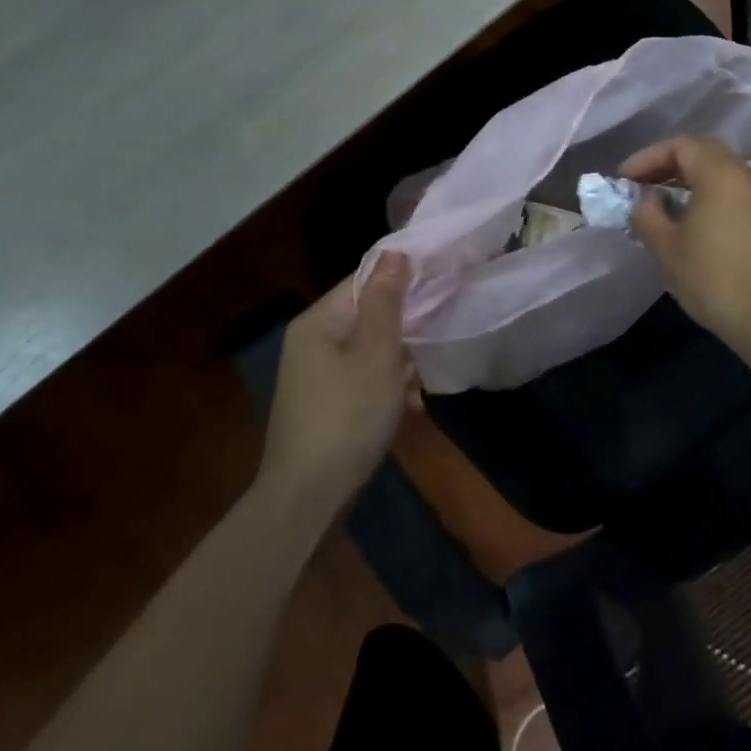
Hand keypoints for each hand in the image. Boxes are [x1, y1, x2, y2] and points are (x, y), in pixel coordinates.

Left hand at [257, 254, 413, 523]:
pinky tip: (411, 408)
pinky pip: (364, 378)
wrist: (306, 498)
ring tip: (422, 384)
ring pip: (371, 348)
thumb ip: (387, 302)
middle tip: (439, 337)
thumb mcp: (376, 355)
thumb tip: (395, 252)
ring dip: (401, 362)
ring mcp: (317, 374)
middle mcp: (313, 340)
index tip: (443, 281)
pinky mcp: (326, 402)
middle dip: (406, 327)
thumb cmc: (346, 417)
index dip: (404, 277)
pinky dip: (388, 387)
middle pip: (370, 314)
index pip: (366, 279)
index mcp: (319, 321)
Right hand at [621, 136, 750, 356]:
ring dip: (689, 183)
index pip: (681, 145)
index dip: (648, 157)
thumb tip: (646, 200)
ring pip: (722, 175)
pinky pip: (735, 194)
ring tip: (662, 205)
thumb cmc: (716, 280)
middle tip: (641, 186)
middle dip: (668, 166)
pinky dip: (709, 197)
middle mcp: (748, 177)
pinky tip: (693, 224)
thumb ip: (647, 215)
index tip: (624, 178)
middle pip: (704, 154)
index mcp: (722, 174)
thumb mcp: (667, 248)